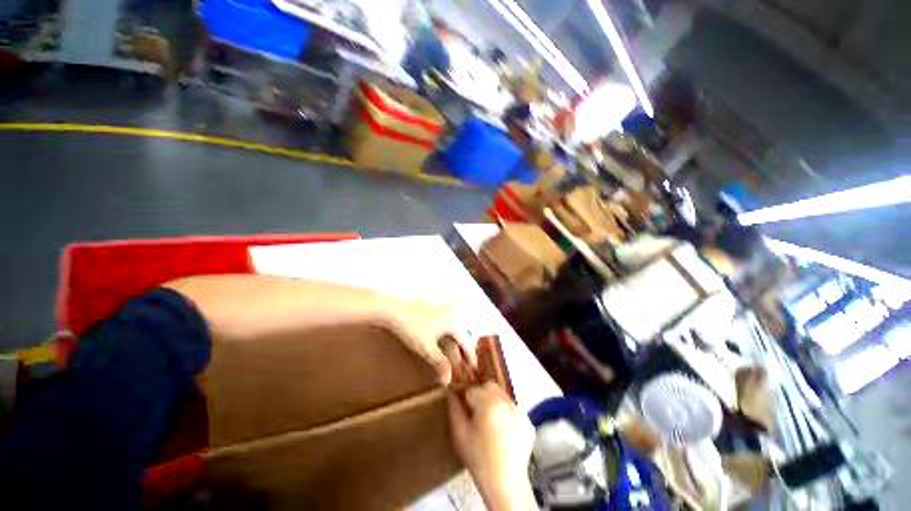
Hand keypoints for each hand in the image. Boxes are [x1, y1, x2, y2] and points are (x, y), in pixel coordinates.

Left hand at [379, 299, 472, 384]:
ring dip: (458, 340)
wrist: (395, 309)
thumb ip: (440, 363)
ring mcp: (446, 308)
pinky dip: (451, 333)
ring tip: (457, 353)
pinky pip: (451, 321)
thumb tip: (448, 381)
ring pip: (457, 327)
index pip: (467, 342)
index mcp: (455, 321)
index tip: (474, 369)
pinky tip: (447, 340)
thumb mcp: (426, 348)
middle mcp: (454, 312)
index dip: (470, 356)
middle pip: (464, 333)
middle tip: (466, 363)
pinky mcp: (438, 307)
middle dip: (465, 348)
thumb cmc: (412, 328)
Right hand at [448, 383, 536, 510]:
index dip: (465, 397)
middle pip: (489, 386)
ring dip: (493, 402)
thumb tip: (451, 390)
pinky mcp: (528, 420)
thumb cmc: (478, 459)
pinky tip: (501, 430)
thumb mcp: (459, 434)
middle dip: (480, 394)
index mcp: (489, 404)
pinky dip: (505, 412)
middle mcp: (506, 402)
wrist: (505, 485)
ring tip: (489, 422)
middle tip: (476, 412)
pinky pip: (512, 408)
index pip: (472, 389)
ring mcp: (520, 411)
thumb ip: (454, 408)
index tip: (463, 408)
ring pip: (501, 395)